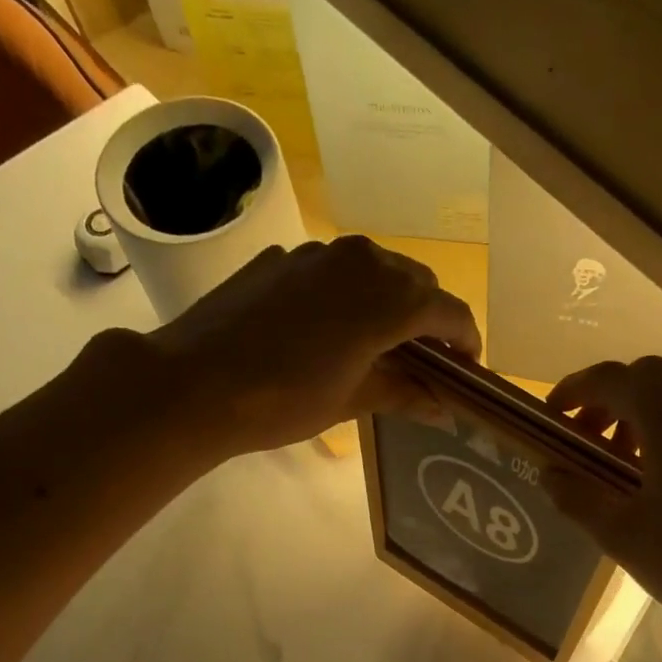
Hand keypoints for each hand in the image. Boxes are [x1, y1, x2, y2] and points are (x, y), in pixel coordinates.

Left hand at [124, 236, 480, 454]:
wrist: (195, 383)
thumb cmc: (284, 400)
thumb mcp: (352, 400)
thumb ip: (405, 394)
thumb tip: (444, 409)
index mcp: (389, 297)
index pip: (449, 312)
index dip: (466, 342)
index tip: (467, 370)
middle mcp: (361, 259)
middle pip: (417, 283)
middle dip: (430, 319)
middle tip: (425, 361)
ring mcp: (318, 253)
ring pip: (375, 270)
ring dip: (390, 302)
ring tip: (379, 344)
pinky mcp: (283, 259)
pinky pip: (333, 272)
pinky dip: (347, 296)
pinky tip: (327, 331)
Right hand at [545, 357, 661, 658]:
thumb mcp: (622, 534)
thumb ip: (577, 495)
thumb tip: (549, 473)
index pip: (607, 379)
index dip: (571, 394)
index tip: (550, 419)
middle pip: (645, 378)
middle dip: (607, 404)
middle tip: (586, 446)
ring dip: (643, 415)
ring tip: (626, 464)